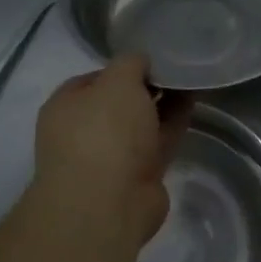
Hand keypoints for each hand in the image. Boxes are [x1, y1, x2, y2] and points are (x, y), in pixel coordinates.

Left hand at [29, 57, 192, 245]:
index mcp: (66, 106)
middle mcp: (84, 131)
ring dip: (164, 104)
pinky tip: (194, 104)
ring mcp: (111, 156)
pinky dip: (174, 124)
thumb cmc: (104, 132)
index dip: (124, 66)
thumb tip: (141, 62)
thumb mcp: (118, 81)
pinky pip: (158, 141)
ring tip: (192, 80)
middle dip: (147, 86)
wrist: (109, 203)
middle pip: (120, 102)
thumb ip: (131, 63)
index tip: (153, 58)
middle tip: (178, 67)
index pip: (95, 78)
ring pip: (142, 122)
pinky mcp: (138, 176)